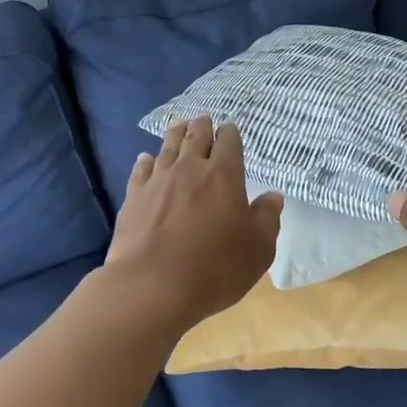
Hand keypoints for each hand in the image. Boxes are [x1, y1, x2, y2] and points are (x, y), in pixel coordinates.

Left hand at [104, 116, 282, 327]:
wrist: (152, 287)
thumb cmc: (215, 269)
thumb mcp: (258, 249)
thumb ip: (267, 218)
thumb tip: (273, 196)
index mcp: (224, 176)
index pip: (229, 143)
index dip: (230, 133)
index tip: (230, 129)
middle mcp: (190, 169)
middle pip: (196, 137)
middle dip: (203, 126)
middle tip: (204, 119)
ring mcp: (158, 181)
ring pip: (168, 148)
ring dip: (175, 134)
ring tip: (179, 125)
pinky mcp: (133, 198)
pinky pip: (141, 170)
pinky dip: (146, 161)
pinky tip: (146, 159)